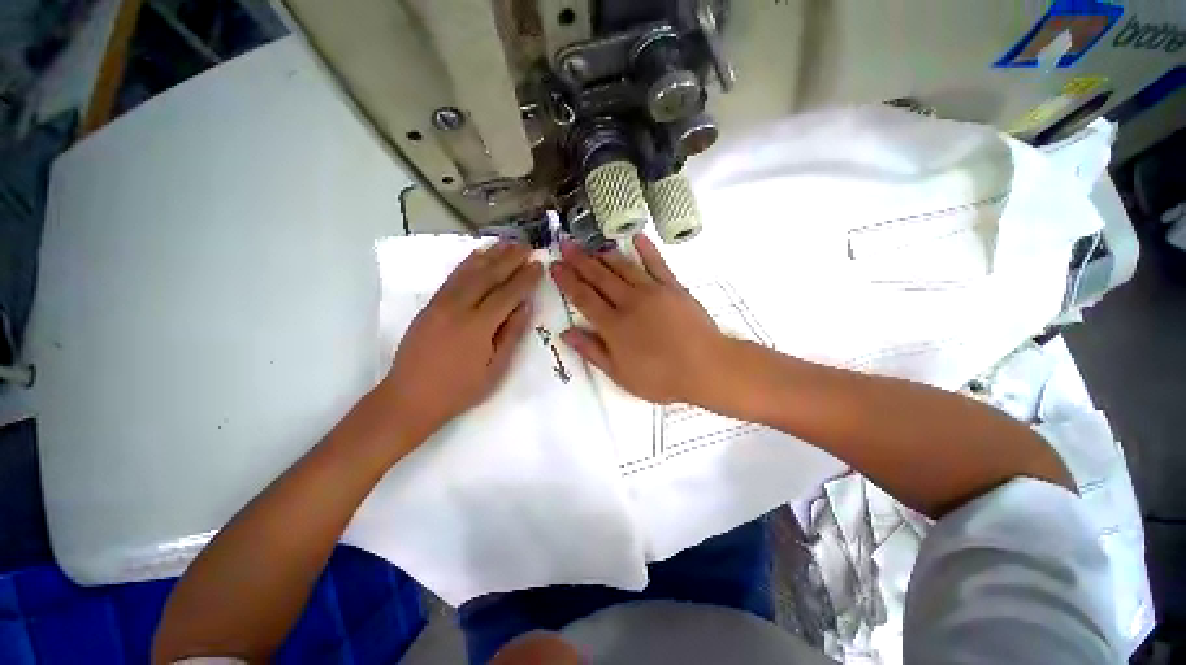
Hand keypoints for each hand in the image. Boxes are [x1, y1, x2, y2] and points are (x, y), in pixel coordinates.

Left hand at [380, 241, 542, 440]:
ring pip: (469, 271)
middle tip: (527, 246)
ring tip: (507, 242)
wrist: (409, 398)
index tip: (538, 264)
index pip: (507, 294)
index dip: (525, 278)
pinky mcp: (429, 305)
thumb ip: (511, 335)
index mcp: (478, 326)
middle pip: (488, 276)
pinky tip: (478, 255)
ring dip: (490, 255)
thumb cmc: (458, 390)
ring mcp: (440, 304)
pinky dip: (467, 263)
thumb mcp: (495, 370)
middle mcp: (458, 308)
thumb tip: (525, 306)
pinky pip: (452, 277)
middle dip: (510, 259)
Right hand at [550, 235, 728, 404]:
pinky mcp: (673, 287)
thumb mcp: (620, 374)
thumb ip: (592, 351)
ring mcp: (652, 291)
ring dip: (604, 254)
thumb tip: (566, 333)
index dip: (567, 281)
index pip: (583, 298)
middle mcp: (628, 302)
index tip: (555, 266)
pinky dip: (646, 249)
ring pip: (623, 267)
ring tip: (590, 245)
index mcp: (613, 325)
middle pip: (599, 277)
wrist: (706, 367)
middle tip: (565, 245)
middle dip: (579, 261)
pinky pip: (657, 263)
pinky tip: (635, 237)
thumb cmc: (661, 378)